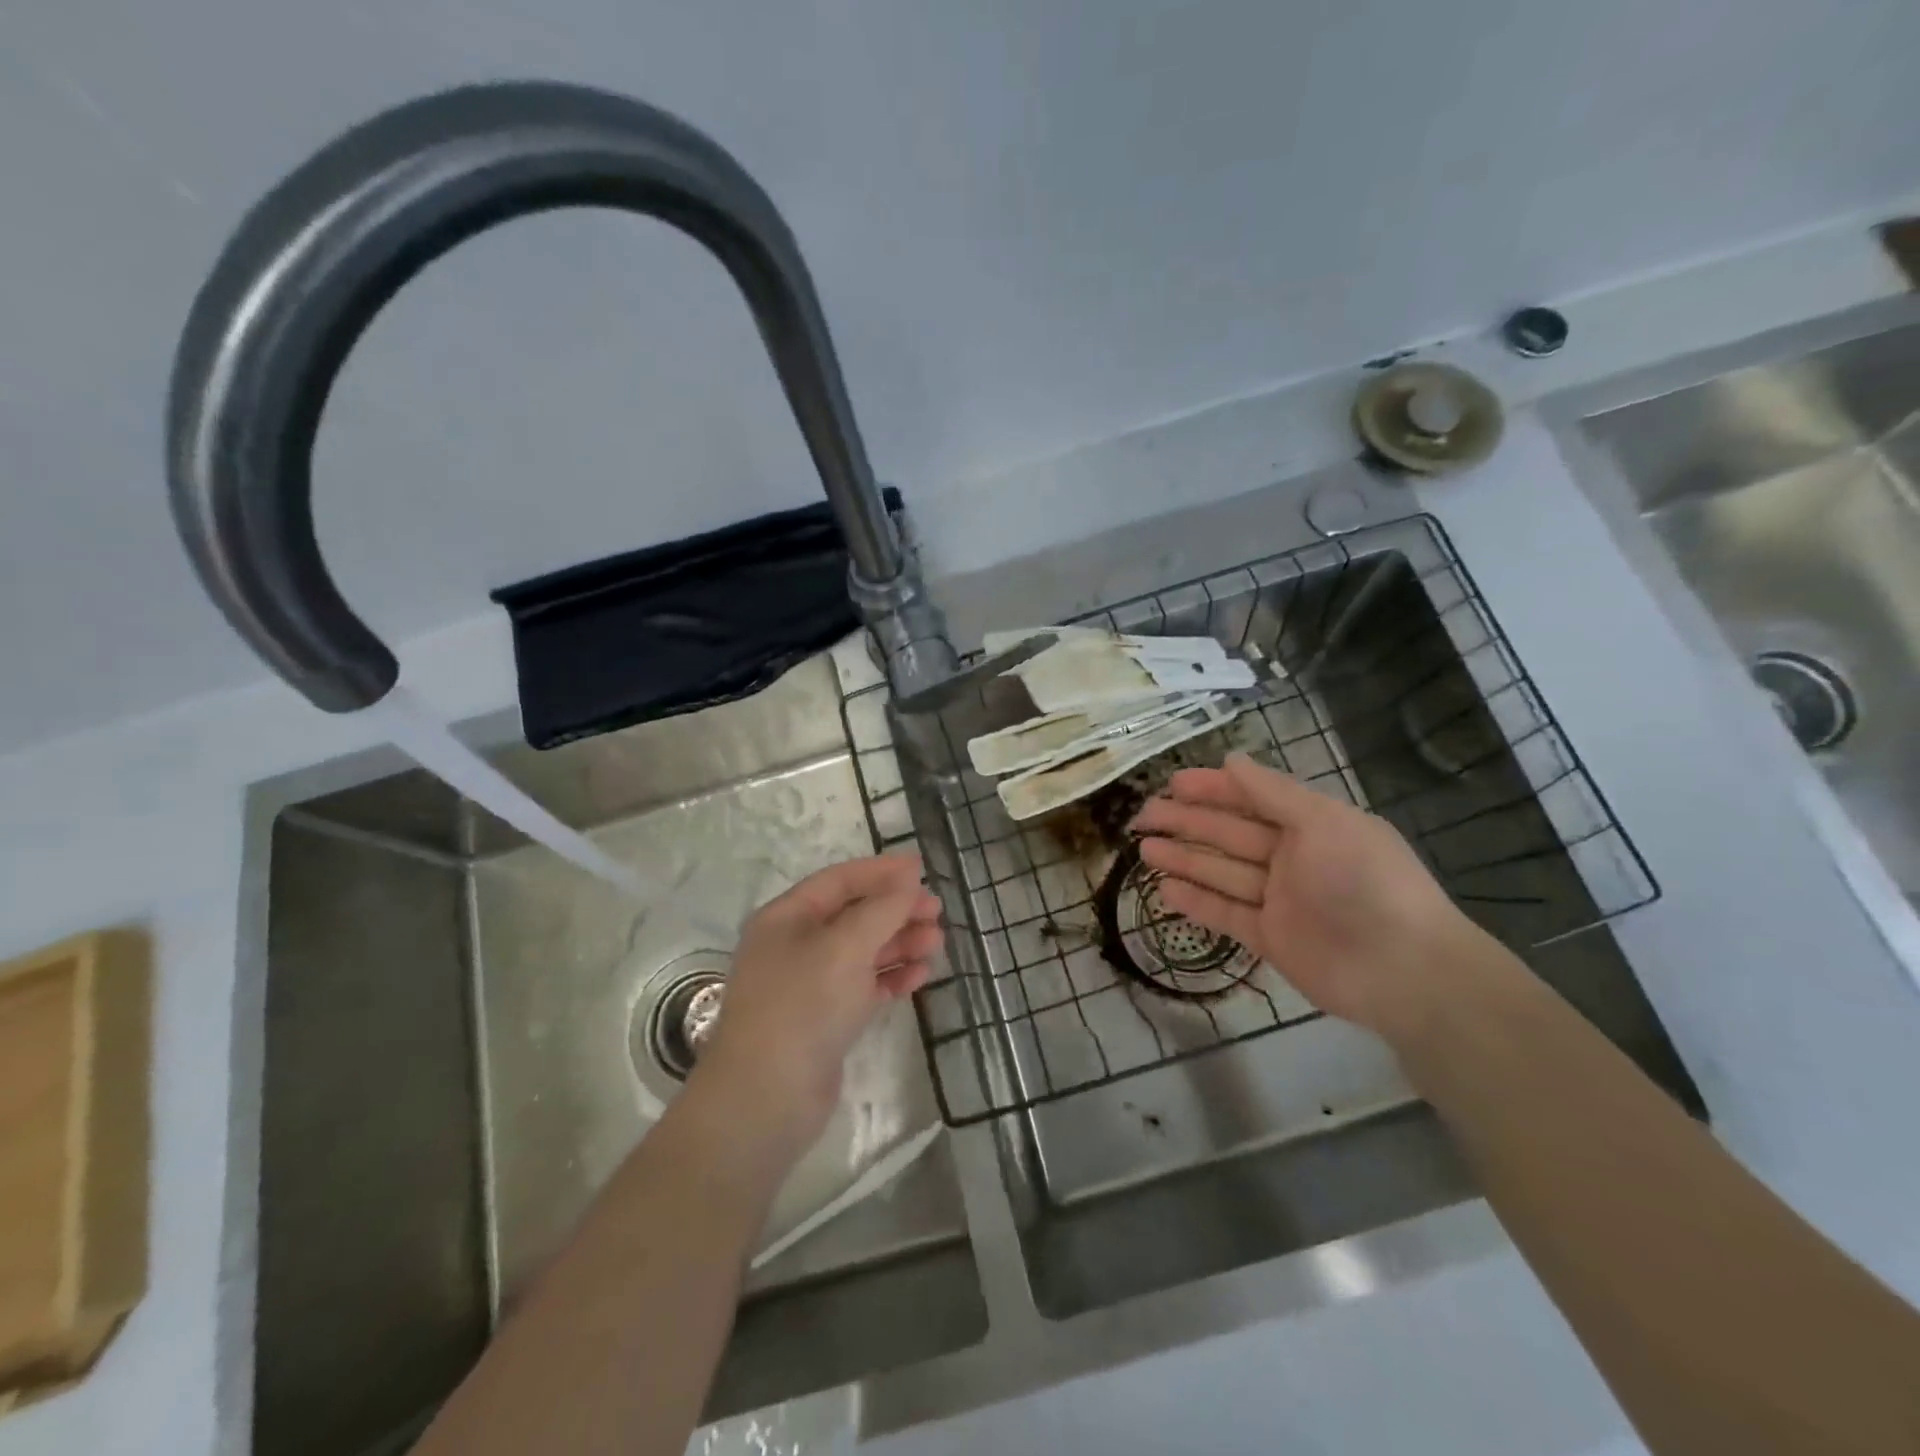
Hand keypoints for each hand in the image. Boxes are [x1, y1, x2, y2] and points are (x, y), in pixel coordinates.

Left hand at [693, 854, 941, 1157]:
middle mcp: (795, 945)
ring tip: (937, 942)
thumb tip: (908, 878)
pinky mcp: (825, 1020)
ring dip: (899, 943)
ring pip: (862, 951)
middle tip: (937, 912)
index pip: (840, 881)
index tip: (923, 870)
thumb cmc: (803, 1006)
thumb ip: (882, 909)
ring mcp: (809, 985)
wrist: (766, 1100)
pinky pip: (864, 986)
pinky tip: (921, 976)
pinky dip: (891, 978)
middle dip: (895, 910)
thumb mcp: (845, 946)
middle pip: (854, 915)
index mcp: (787, 917)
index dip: (881, 872)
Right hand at [1130, 753, 1491, 1037]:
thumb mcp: (1323, 823)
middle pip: (1230, 834)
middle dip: (1187, 822)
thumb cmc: (1364, 881)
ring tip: (1144, 849)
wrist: (1404, 970)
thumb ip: (1273, 792)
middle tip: (1144, 815)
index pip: (1252, 799)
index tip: (1173, 783)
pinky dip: (1196, 901)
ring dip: (1184, 859)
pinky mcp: (1270, 938)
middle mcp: (1293, 858)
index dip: (1213, 789)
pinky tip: (1164, 890)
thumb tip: (1232, 759)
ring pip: (1222, 872)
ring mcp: (1280, 900)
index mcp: (1311, 825)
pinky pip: (1226, 913)